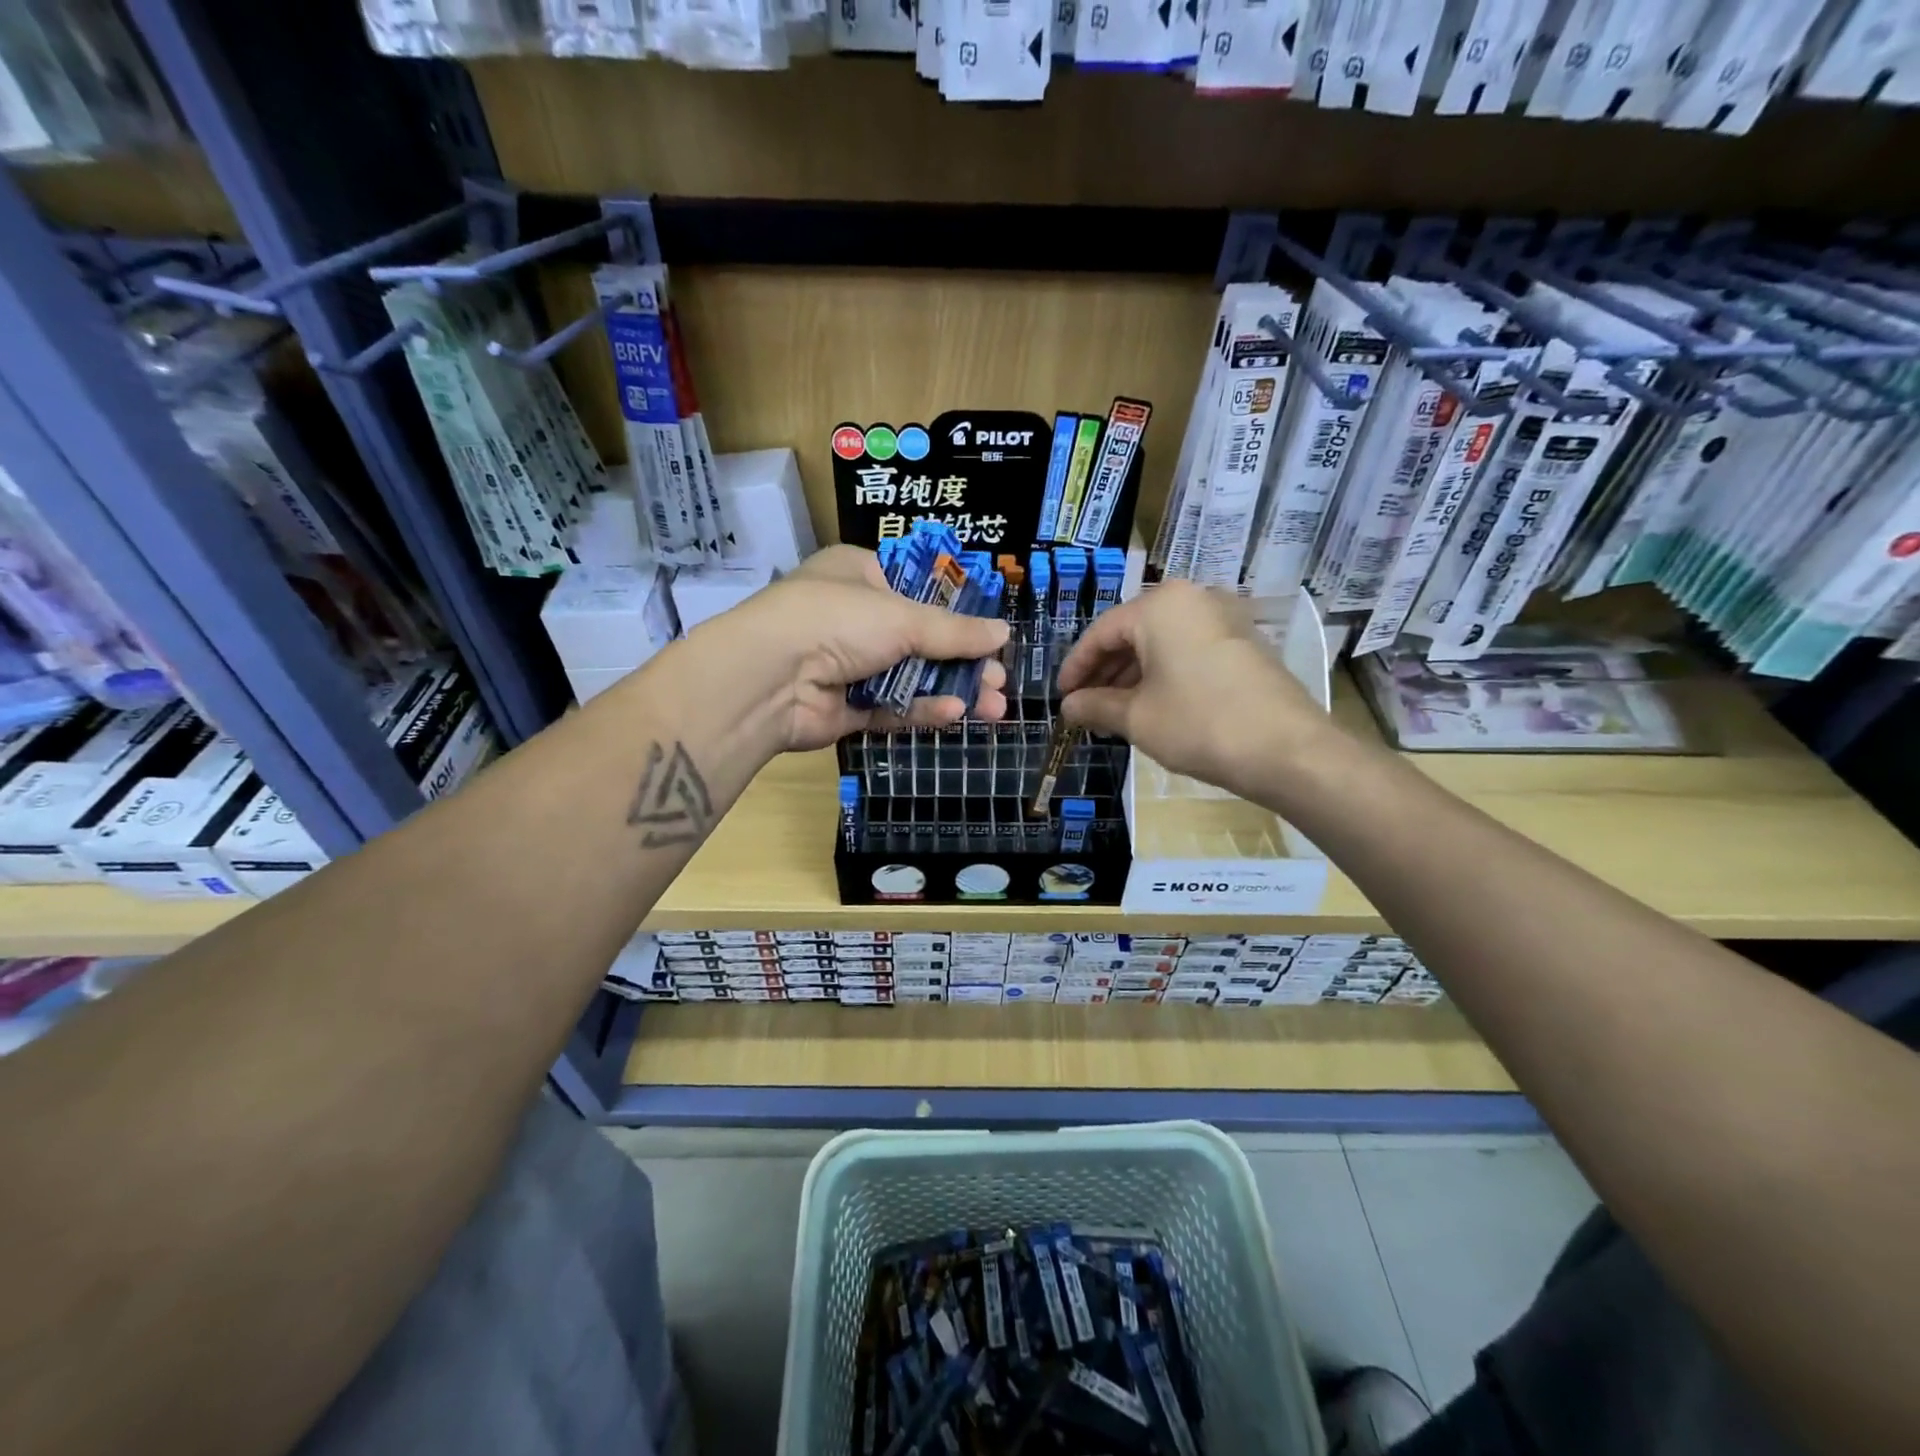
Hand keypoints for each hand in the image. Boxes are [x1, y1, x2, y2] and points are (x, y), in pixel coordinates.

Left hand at [698, 546, 1009, 752]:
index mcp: (860, 575)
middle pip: (921, 640)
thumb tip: (1003, 634)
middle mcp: (854, 617)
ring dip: (953, 689)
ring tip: (995, 706)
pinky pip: (893, 707)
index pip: (918, 589)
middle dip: (964, 661)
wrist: (768, 679)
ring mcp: (849, 665)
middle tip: (1000, 680)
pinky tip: (957, 713)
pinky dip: (923, 709)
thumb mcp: (902, 617)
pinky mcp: (847, 708)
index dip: (958, 612)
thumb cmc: (837, 621)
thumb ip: (954, 631)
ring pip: (911, 678)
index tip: (992, 633)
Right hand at [1056, 580, 1325, 795]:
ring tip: (1114, 712)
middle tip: (1086, 707)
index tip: (1062, 697)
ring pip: (1162, 642)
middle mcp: (1193, 598)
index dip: (1076, 667)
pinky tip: (1152, 706)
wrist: (1287, 749)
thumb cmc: (1199, 724)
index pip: (1101, 632)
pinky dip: (1164, 674)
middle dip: (1105, 672)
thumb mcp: (1137, 717)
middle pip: (1132, 633)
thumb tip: (1068, 707)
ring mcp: (1223, 618)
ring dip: (1133, 676)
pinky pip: (1188, 650)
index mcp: (1160, 606)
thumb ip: (1095, 706)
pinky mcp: (1243, 642)